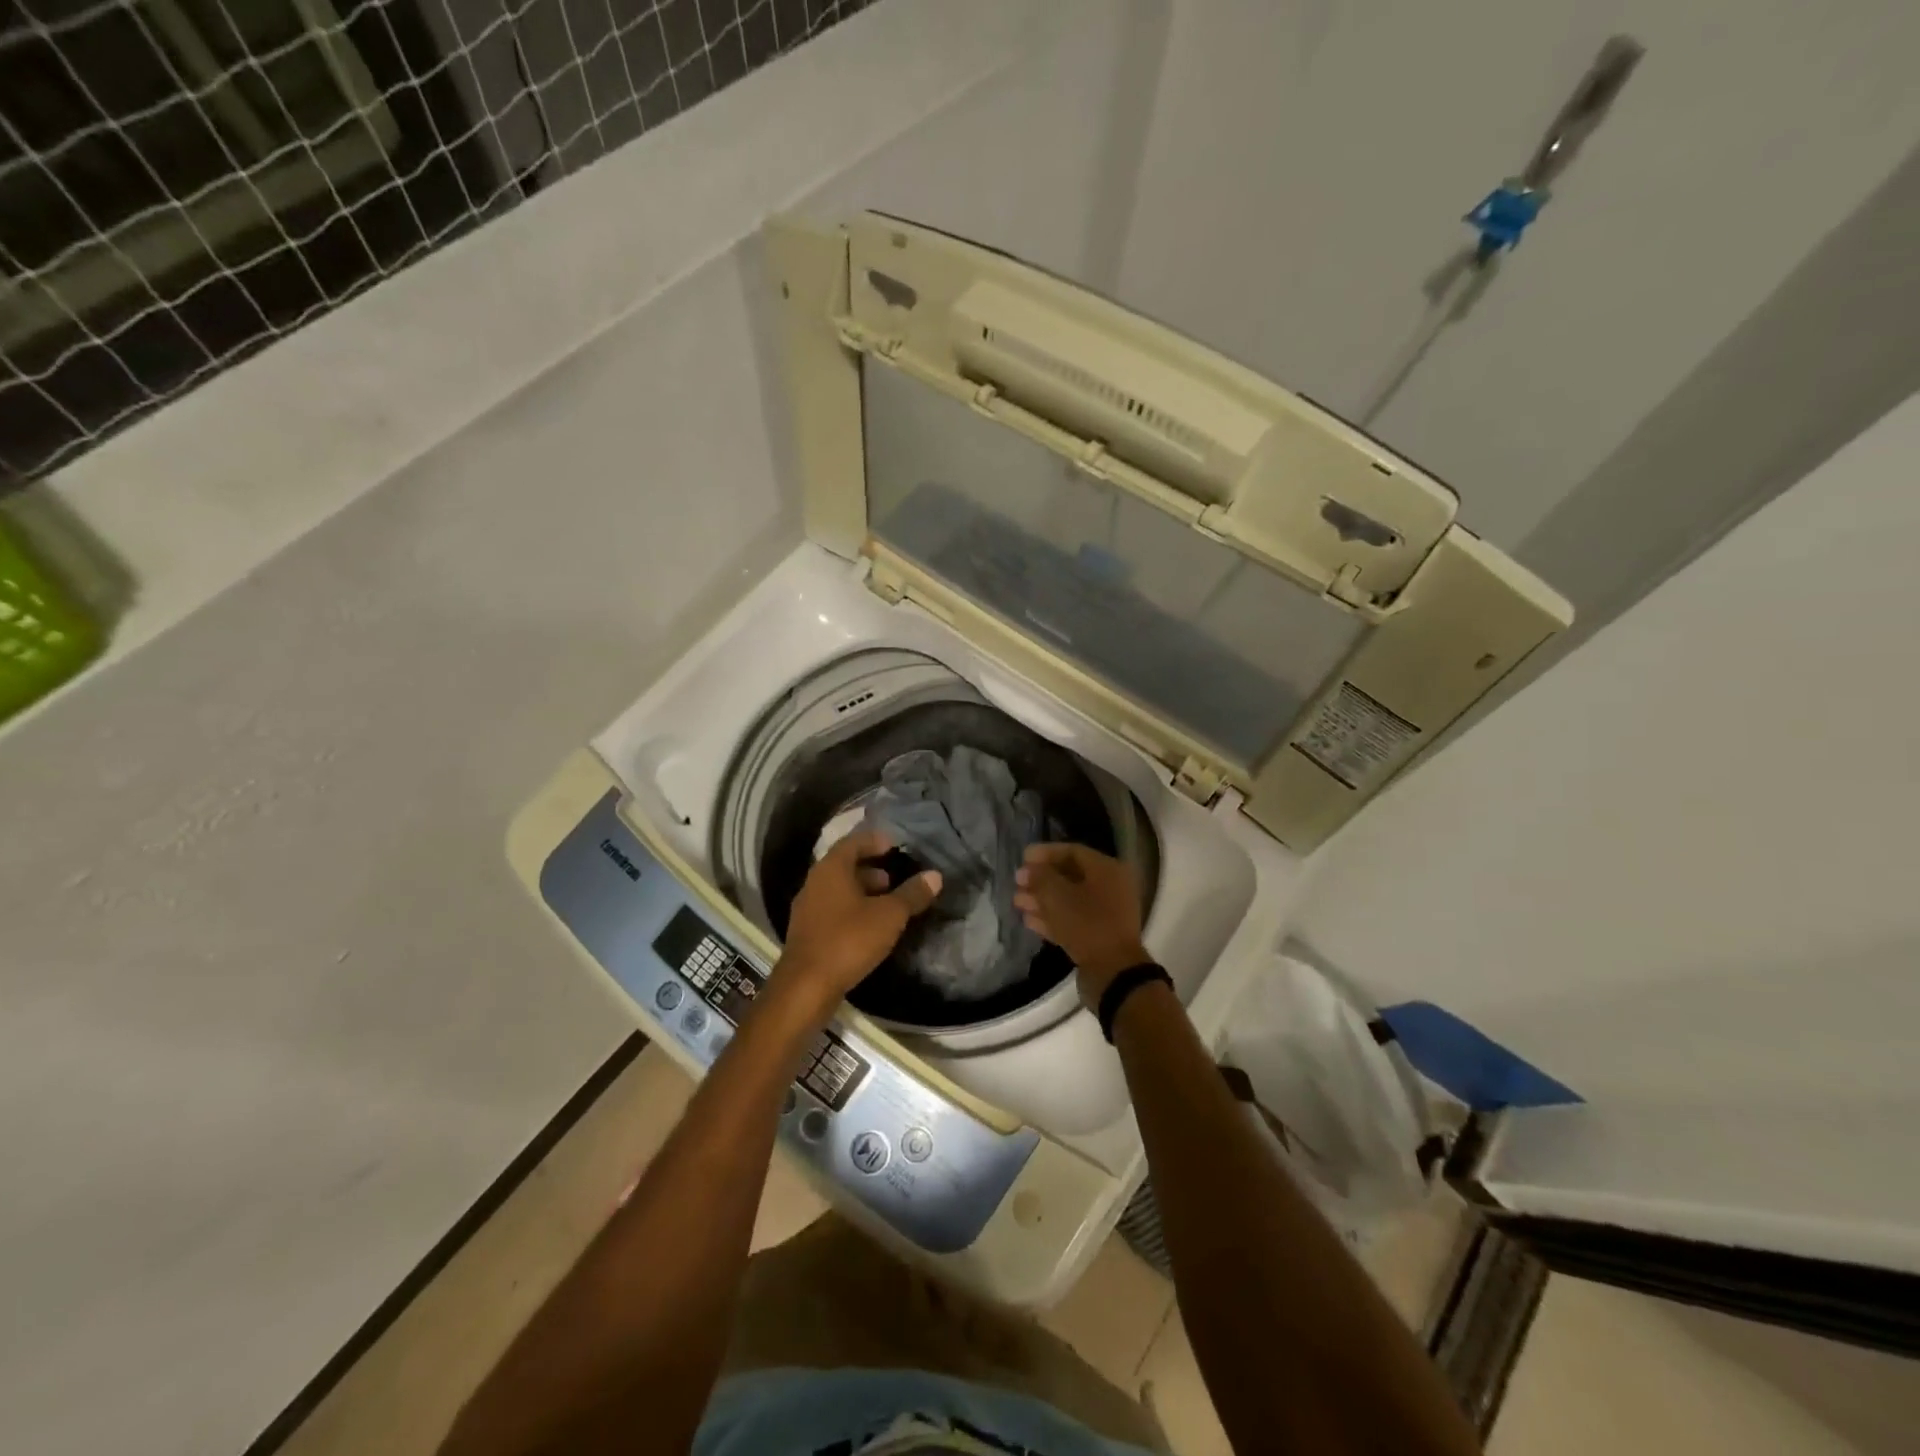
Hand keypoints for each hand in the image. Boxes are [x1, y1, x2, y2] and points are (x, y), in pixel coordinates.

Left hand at [777, 830, 941, 1011]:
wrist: (805, 987)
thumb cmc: (848, 940)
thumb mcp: (889, 916)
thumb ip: (912, 894)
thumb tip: (935, 875)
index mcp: (831, 869)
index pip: (853, 842)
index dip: (874, 841)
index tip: (894, 845)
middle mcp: (814, 882)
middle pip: (843, 865)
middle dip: (870, 868)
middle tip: (894, 878)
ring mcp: (807, 909)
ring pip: (837, 890)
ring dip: (861, 891)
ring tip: (887, 904)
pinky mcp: (806, 933)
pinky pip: (832, 910)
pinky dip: (851, 910)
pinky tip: (869, 927)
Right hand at [1013, 843, 1149, 1003]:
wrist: (1113, 973)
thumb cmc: (1087, 924)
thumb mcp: (1058, 895)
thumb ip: (1041, 877)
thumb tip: (1029, 869)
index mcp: (1107, 870)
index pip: (1072, 851)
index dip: (1045, 853)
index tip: (1022, 858)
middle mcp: (1110, 888)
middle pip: (1070, 876)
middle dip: (1041, 879)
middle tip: (1017, 882)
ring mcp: (1105, 914)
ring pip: (1068, 900)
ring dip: (1042, 899)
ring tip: (1017, 902)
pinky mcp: (1097, 936)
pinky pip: (1071, 920)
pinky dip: (1051, 918)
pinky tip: (1028, 920)